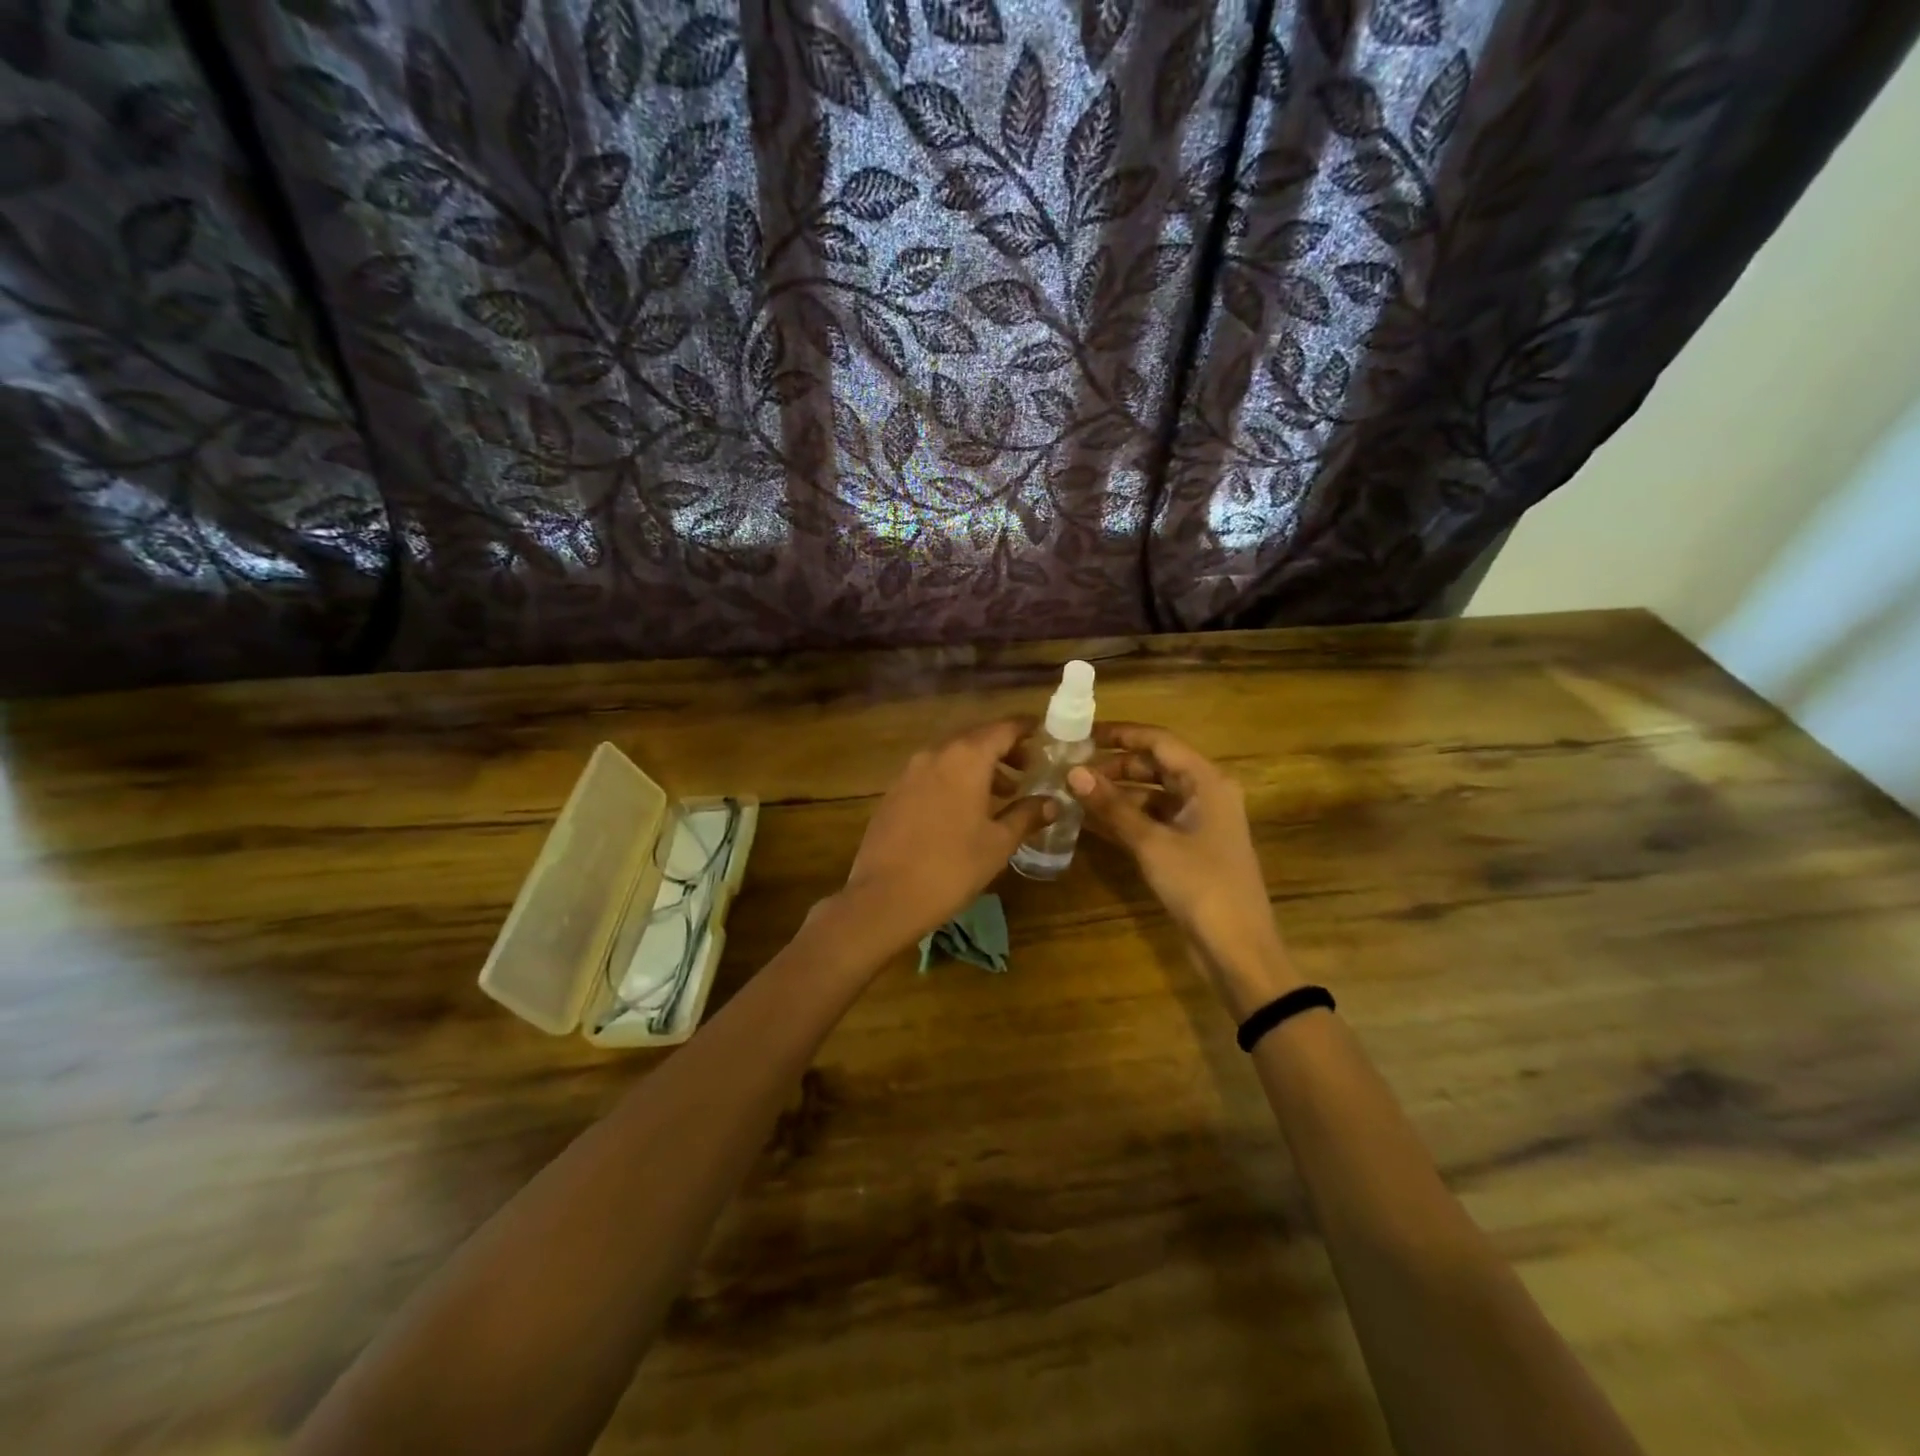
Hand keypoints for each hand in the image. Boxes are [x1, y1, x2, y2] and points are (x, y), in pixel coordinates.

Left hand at [836, 719, 1052, 952]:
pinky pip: (932, 773)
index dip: (1025, 729)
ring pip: (952, 755)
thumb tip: (1052, 803)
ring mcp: (909, 772)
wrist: (885, 897)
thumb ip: (1026, 816)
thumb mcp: (998, 843)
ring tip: (1001, 793)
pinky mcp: (894, 792)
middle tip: (1028, 768)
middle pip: (976, 737)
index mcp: (966, 758)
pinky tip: (964, 808)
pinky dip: (954, 779)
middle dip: (1003, 749)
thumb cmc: (952, 867)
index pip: (1003, 728)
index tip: (1044, 733)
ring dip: (978, 766)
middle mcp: (936, 754)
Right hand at [1067, 723, 1299, 1017]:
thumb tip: (1073, 772)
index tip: (1082, 734)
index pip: (1159, 741)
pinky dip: (1125, 819)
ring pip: (1151, 795)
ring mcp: (1198, 822)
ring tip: (1074, 793)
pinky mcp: (1189, 848)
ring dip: (1116, 794)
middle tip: (1072, 769)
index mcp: (1206, 781)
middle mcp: (1205, 794)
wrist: (1237, 947)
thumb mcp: (1152, 843)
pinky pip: (1153, 821)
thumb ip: (1111, 806)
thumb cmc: (1200, 885)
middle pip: (1155, 766)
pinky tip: (1090, 822)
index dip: (1121, 734)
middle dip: (1114, 766)